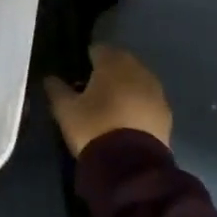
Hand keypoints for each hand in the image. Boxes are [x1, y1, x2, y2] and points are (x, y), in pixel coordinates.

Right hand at [44, 44, 171, 156]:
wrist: (131, 167)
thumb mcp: (65, 110)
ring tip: (112, 105)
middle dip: (109, 71)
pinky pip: (148, 100)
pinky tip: (128, 119)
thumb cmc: (94, 128)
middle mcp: (137, 71)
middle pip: (121, 62)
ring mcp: (156, 92)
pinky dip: (139, 104)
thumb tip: (50, 78)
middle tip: (94, 89)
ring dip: (126, 87)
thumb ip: (57, 89)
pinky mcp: (166, 114)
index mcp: (112, 64)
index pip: (99, 50)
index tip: (79, 73)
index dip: (88, 59)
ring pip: (137, 80)